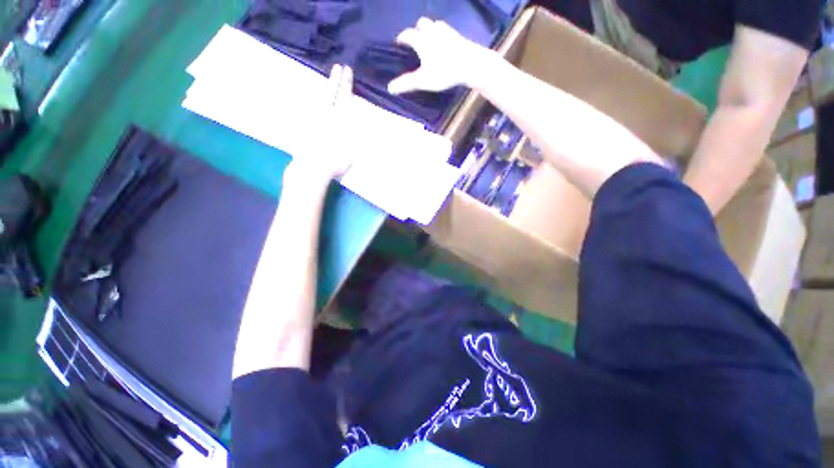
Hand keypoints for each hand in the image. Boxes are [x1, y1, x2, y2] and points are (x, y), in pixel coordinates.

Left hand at [286, 64, 354, 183]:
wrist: (311, 169)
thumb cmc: (333, 162)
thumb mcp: (351, 152)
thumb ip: (356, 138)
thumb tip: (364, 125)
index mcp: (338, 122)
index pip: (343, 99)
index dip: (346, 85)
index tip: (347, 71)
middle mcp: (325, 117)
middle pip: (331, 94)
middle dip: (335, 80)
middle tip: (338, 66)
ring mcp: (313, 120)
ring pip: (319, 99)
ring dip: (325, 88)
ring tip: (328, 80)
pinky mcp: (305, 126)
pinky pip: (310, 109)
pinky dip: (313, 101)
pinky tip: (314, 99)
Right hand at [388, 18, 495, 94]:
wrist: (470, 64)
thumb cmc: (444, 72)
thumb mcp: (423, 81)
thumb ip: (406, 83)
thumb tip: (389, 88)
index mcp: (422, 41)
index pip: (408, 34)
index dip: (402, 38)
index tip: (399, 42)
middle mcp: (432, 32)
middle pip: (422, 24)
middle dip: (417, 30)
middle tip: (416, 40)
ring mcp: (447, 32)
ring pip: (435, 24)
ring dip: (430, 29)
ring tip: (429, 40)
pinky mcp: (458, 36)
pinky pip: (447, 30)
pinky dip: (442, 34)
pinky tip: (445, 42)